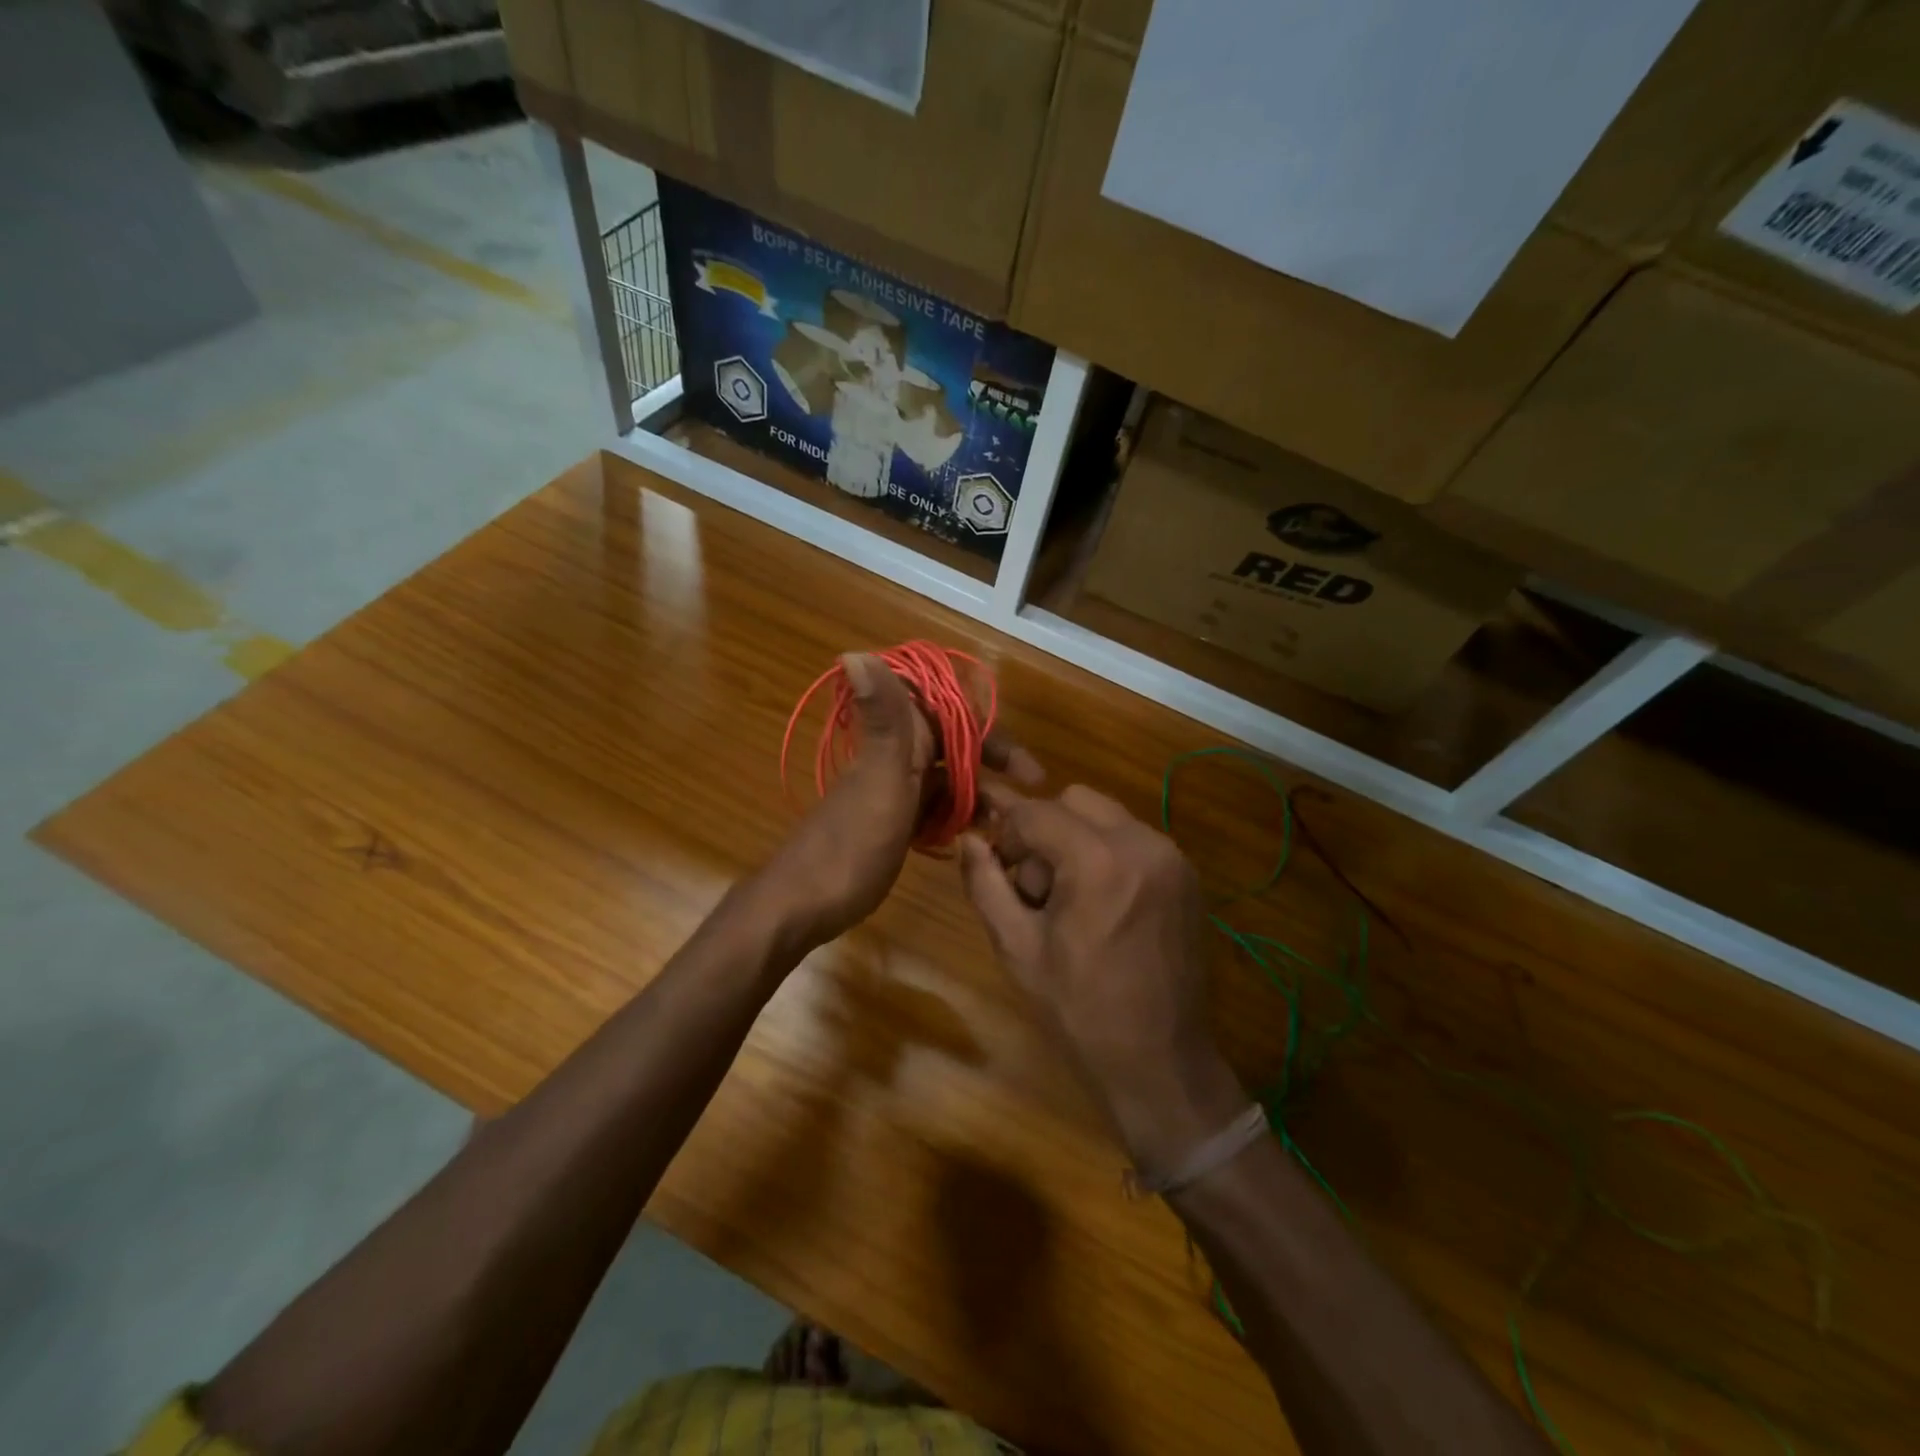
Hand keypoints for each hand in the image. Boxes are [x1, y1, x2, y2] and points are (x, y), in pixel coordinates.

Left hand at [763, 653, 1040, 949]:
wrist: (801, 906)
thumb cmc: (849, 848)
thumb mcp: (880, 782)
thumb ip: (886, 721)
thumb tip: (854, 651)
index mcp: (896, 743)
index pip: (951, 715)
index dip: (989, 730)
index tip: (1028, 768)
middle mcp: (895, 760)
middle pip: (954, 746)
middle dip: (992, 763)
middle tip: (1032, 792)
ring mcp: (893, 793)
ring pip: (946, 780)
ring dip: (978, 793)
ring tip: (1012, 825)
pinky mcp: (891, 824)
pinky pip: (933, 809)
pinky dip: (956, 817)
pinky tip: (978, 838)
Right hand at [959, 785, 1245, 1169]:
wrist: (1161, 1061)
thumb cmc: (1080, 1010)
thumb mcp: (1017, 947)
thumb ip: (985, 883)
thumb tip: (967, 838)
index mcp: (1098, 861)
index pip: (1036, 811)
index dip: (1005, 828)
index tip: (993, 857)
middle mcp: (1142, 843)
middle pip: (1074, 800)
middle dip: (1043, 828)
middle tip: (1031, 882)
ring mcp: (1172, 857)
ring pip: (1106, 816)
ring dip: (1075, 838)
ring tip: (1066, 897)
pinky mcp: (1187, 874)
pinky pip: (1133, 838)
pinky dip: (1106, 852)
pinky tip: (1099, 903)